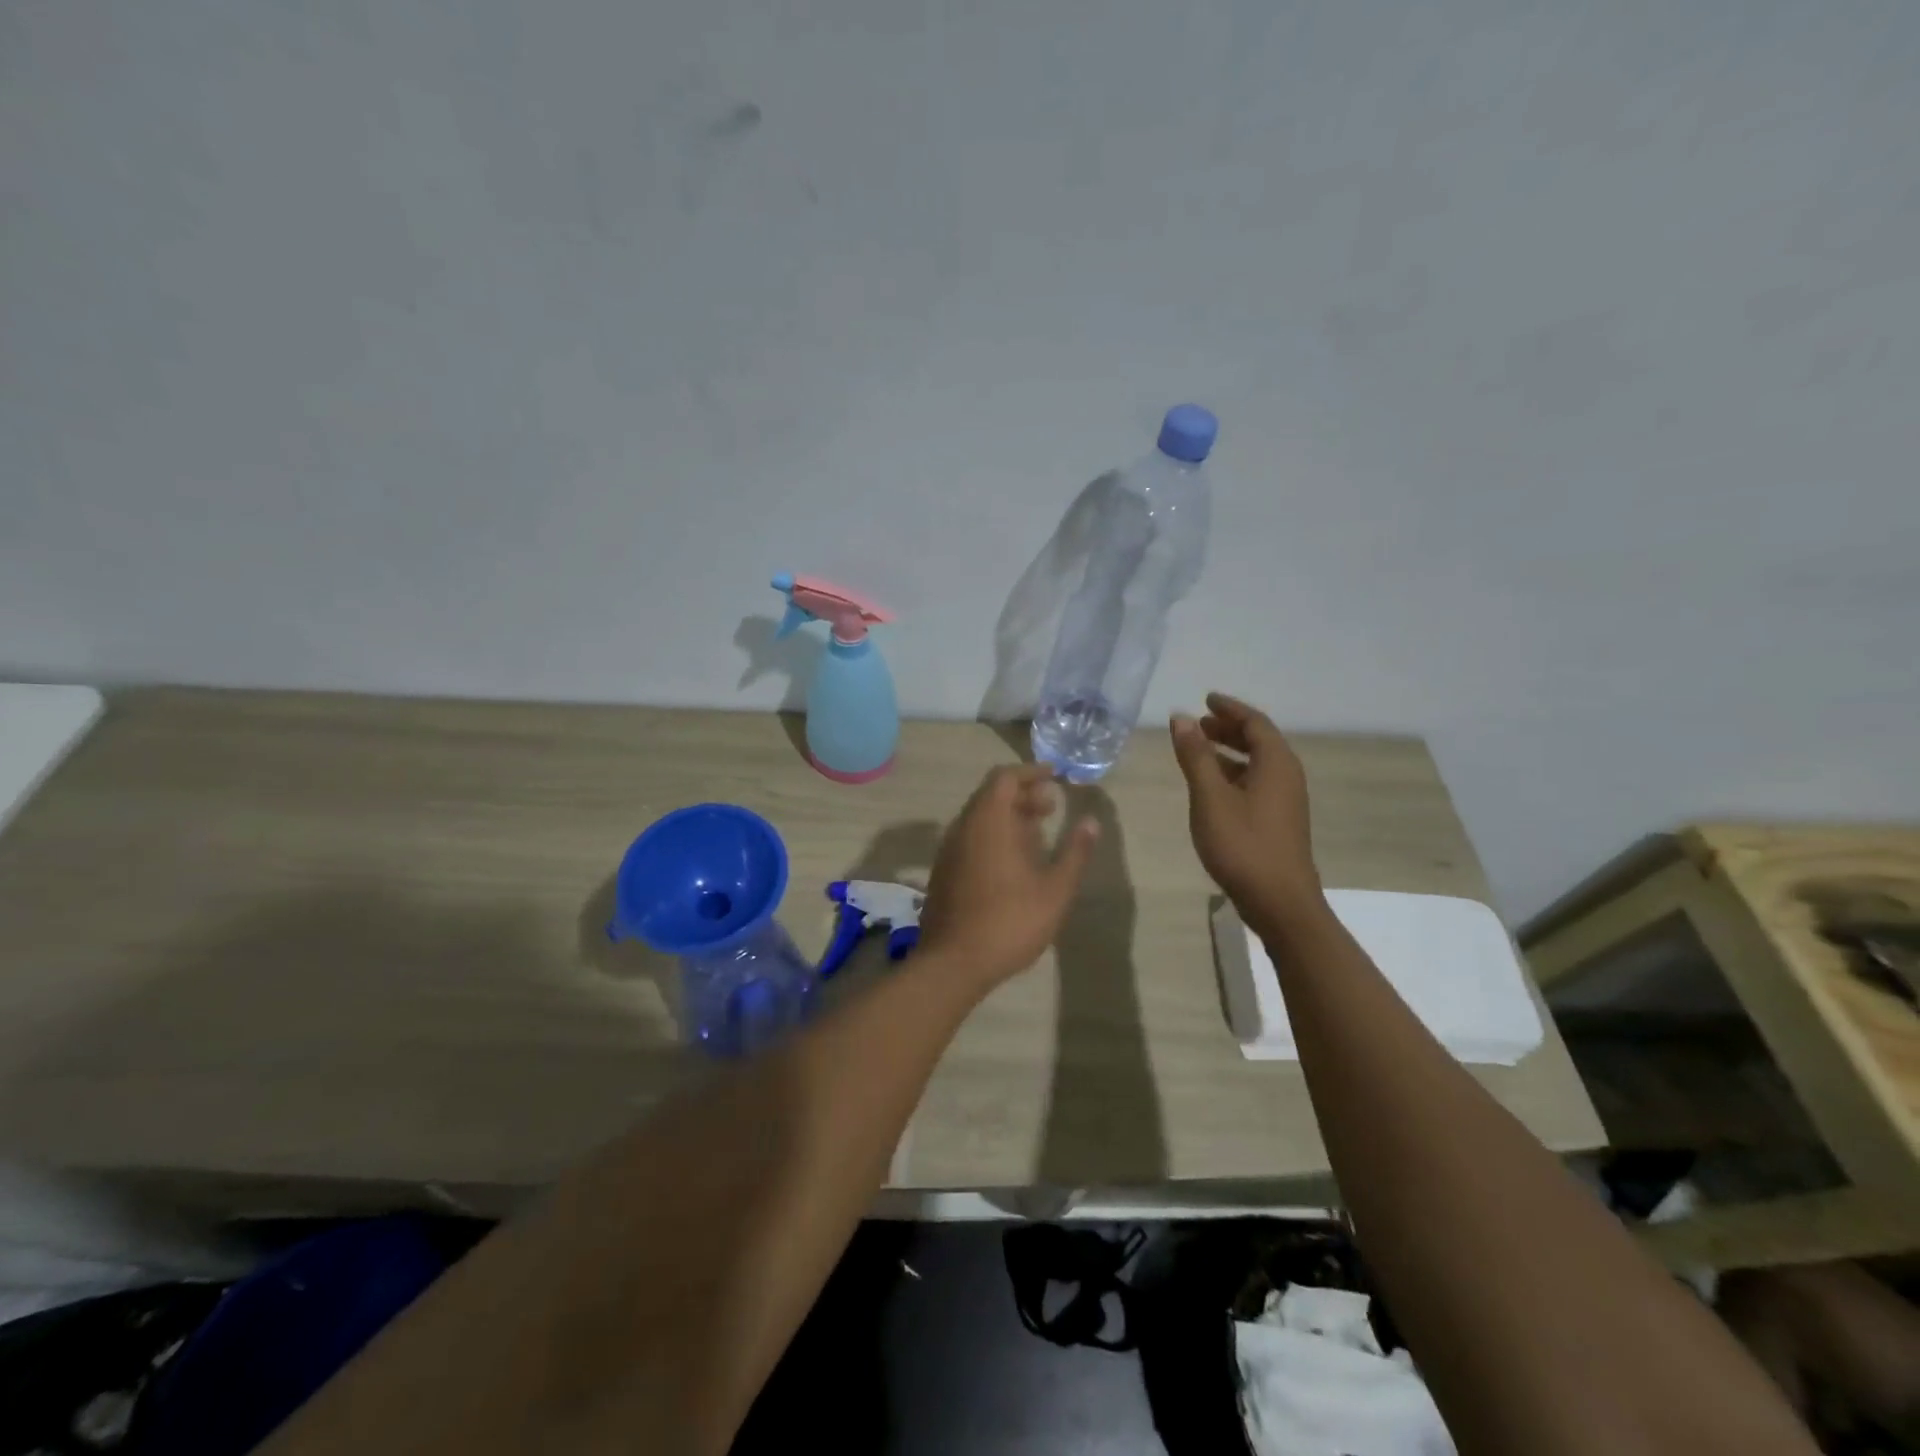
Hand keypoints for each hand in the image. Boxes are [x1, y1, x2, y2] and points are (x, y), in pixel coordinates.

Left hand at [916, 763, 1099, 988]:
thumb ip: (1075, 852)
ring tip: (1037, 834)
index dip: (1030, 772)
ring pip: (979, 818)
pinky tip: (1013, 861)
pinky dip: (993, 835)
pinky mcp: (944, 870)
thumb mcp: (1055, 889)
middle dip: (1022, 794)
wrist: (954, 962)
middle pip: (991, 795)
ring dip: (1008, 816)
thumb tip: (1091, 822)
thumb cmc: (1010, 921)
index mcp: (988, 821)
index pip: (1005, 777)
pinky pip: (970, 837)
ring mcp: (949, 849)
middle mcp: (963, 827)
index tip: (1054, 777)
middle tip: (1051, 807)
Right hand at [1171, 692, 1324, 928]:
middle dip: (1228, 729)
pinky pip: (1257, 782)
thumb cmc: (1243, 845)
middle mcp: (1287, 776)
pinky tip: (1213, 787)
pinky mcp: (1279, 821)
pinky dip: (1234, 773)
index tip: (1206, 699)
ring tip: (1199, 750)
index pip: (1254, 722)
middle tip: (1198, 724)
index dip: (1229, 709)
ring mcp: (1286, 801)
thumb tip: (1181, 718)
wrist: (1280, 902)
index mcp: (1276, 763)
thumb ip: (1195, 756)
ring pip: (1258, 763)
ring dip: (1230, 752)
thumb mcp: (1210, 797)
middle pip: (1259, 740)